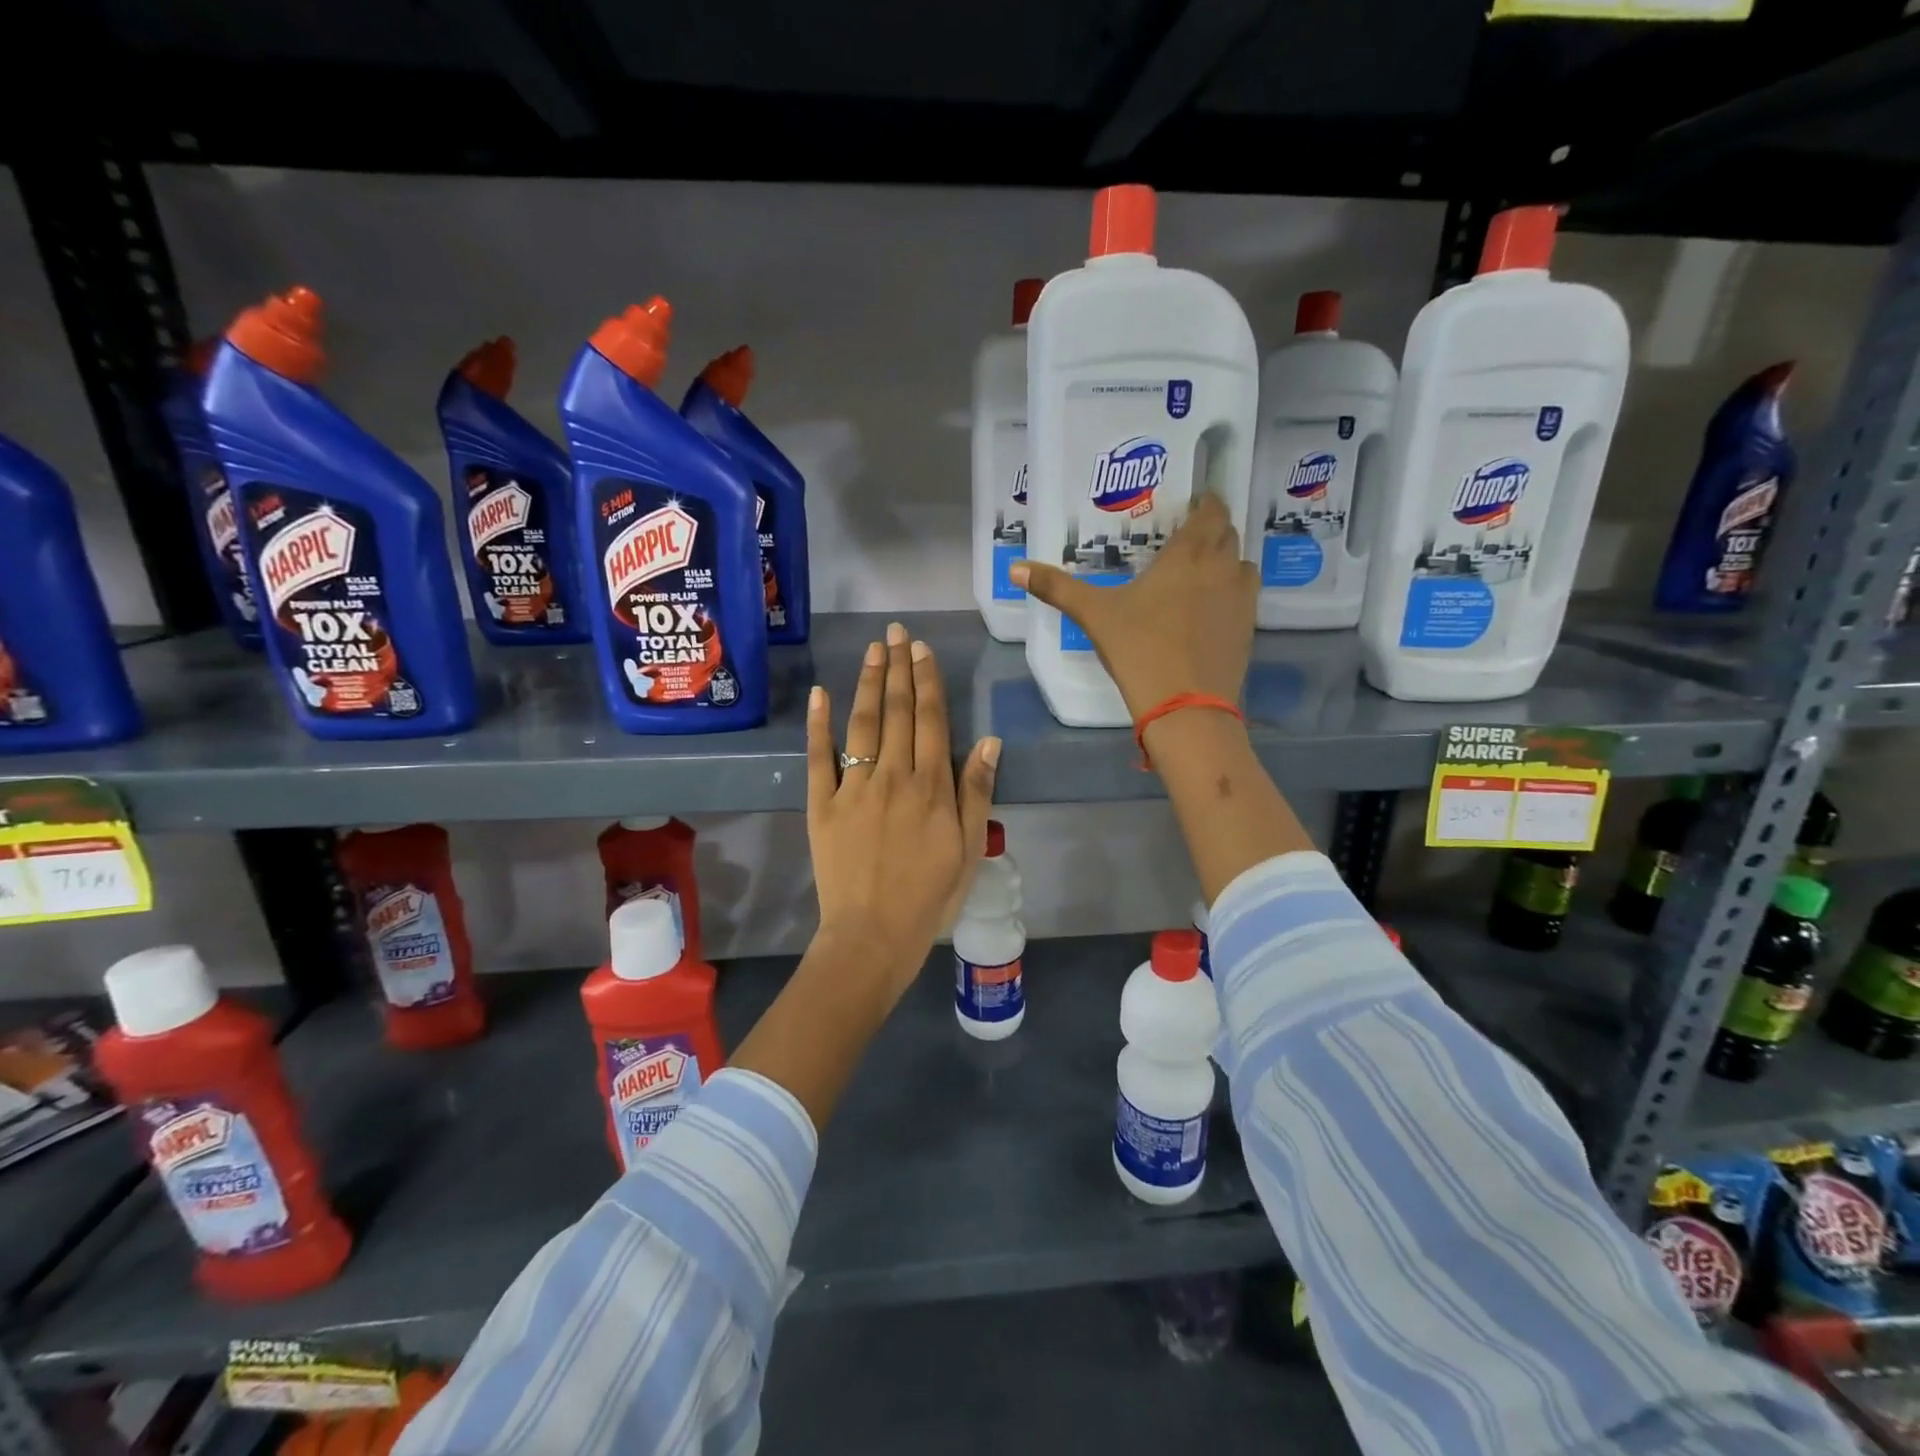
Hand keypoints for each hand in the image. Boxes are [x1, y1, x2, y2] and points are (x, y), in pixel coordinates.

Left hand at [806, 622, 999, 1009]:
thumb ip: (977, 791)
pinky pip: (819, 756)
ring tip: (873, 649)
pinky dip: (819, 723)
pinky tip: (821, 694)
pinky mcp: (821, 803)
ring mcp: (853, 787)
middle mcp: (893, 776)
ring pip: (862, 723)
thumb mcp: (969, 847)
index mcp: (931, 786)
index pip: (930, 719)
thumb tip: (988, 739)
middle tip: (897, 633)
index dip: (927, 681)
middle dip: (898, 668)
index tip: (923, 650)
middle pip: (896, 711)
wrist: (874, 934)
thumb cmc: (930, 895)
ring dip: (868, 682)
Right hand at [1011, 493, 1257, 717]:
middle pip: (1228, 533)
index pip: (1212, 510)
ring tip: (1199, 571)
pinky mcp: (1248, 630)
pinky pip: (1245, 597)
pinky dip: (1230, 593)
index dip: (1205, 503)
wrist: (1185, 707)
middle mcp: (1222, 568)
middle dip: (1211, 529)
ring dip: (1225, 559)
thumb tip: (1016, 568)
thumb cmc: (1139, 650)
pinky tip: (1206, 611)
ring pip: (1241, 563)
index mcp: (1188, 555)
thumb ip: (1057, 588)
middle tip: (1185, 538)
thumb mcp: (1094, 616)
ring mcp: (1240, 600)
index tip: (1191, 505)